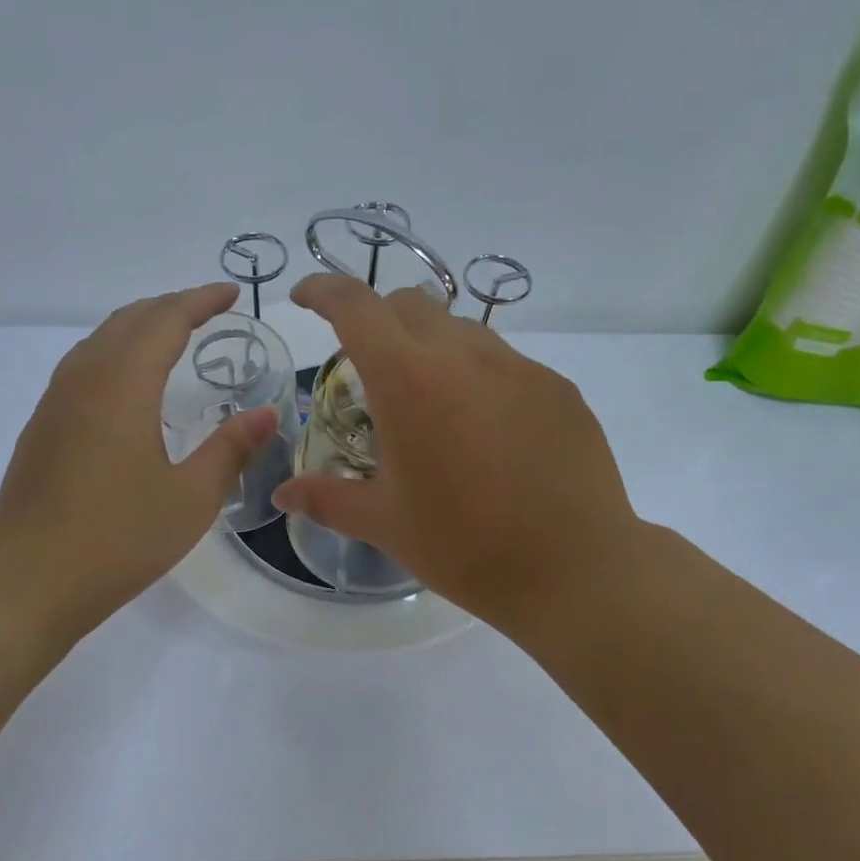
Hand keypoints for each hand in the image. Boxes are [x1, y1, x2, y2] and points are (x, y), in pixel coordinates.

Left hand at [0, 283, 277, 642]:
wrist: (26, 580)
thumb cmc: (118, 538)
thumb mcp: (191, 497)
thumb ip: (231, 449)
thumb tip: (267, 413)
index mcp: (123, 384)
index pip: (167, 320)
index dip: (202, 300)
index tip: (233, 294)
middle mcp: (84, 378)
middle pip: (129, 319)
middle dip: (172, 306)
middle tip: (210, 310)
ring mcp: (56, 401)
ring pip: (100, 339)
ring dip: (140, 326)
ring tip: (174, 336)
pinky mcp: (42, 427)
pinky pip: (84, 365)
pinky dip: (117, 352)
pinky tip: (129, 383)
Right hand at [272, 274, 643, 649]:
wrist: (575, 570)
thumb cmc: (465, 546)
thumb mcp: (386, 524)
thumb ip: (328, 498)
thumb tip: (283, 493)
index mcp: (409, 380)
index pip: (355, 306)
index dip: (323, 290)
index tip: (305, 298)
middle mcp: (464, 356)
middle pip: (408, 304)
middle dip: (377, 320)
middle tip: (368, 368)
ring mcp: (519, 367)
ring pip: (460, 329)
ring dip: (430, 347)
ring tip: (430, 405)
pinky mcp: (558, 388)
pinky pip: (505, 363)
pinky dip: (478, 377)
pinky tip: (486, 432)